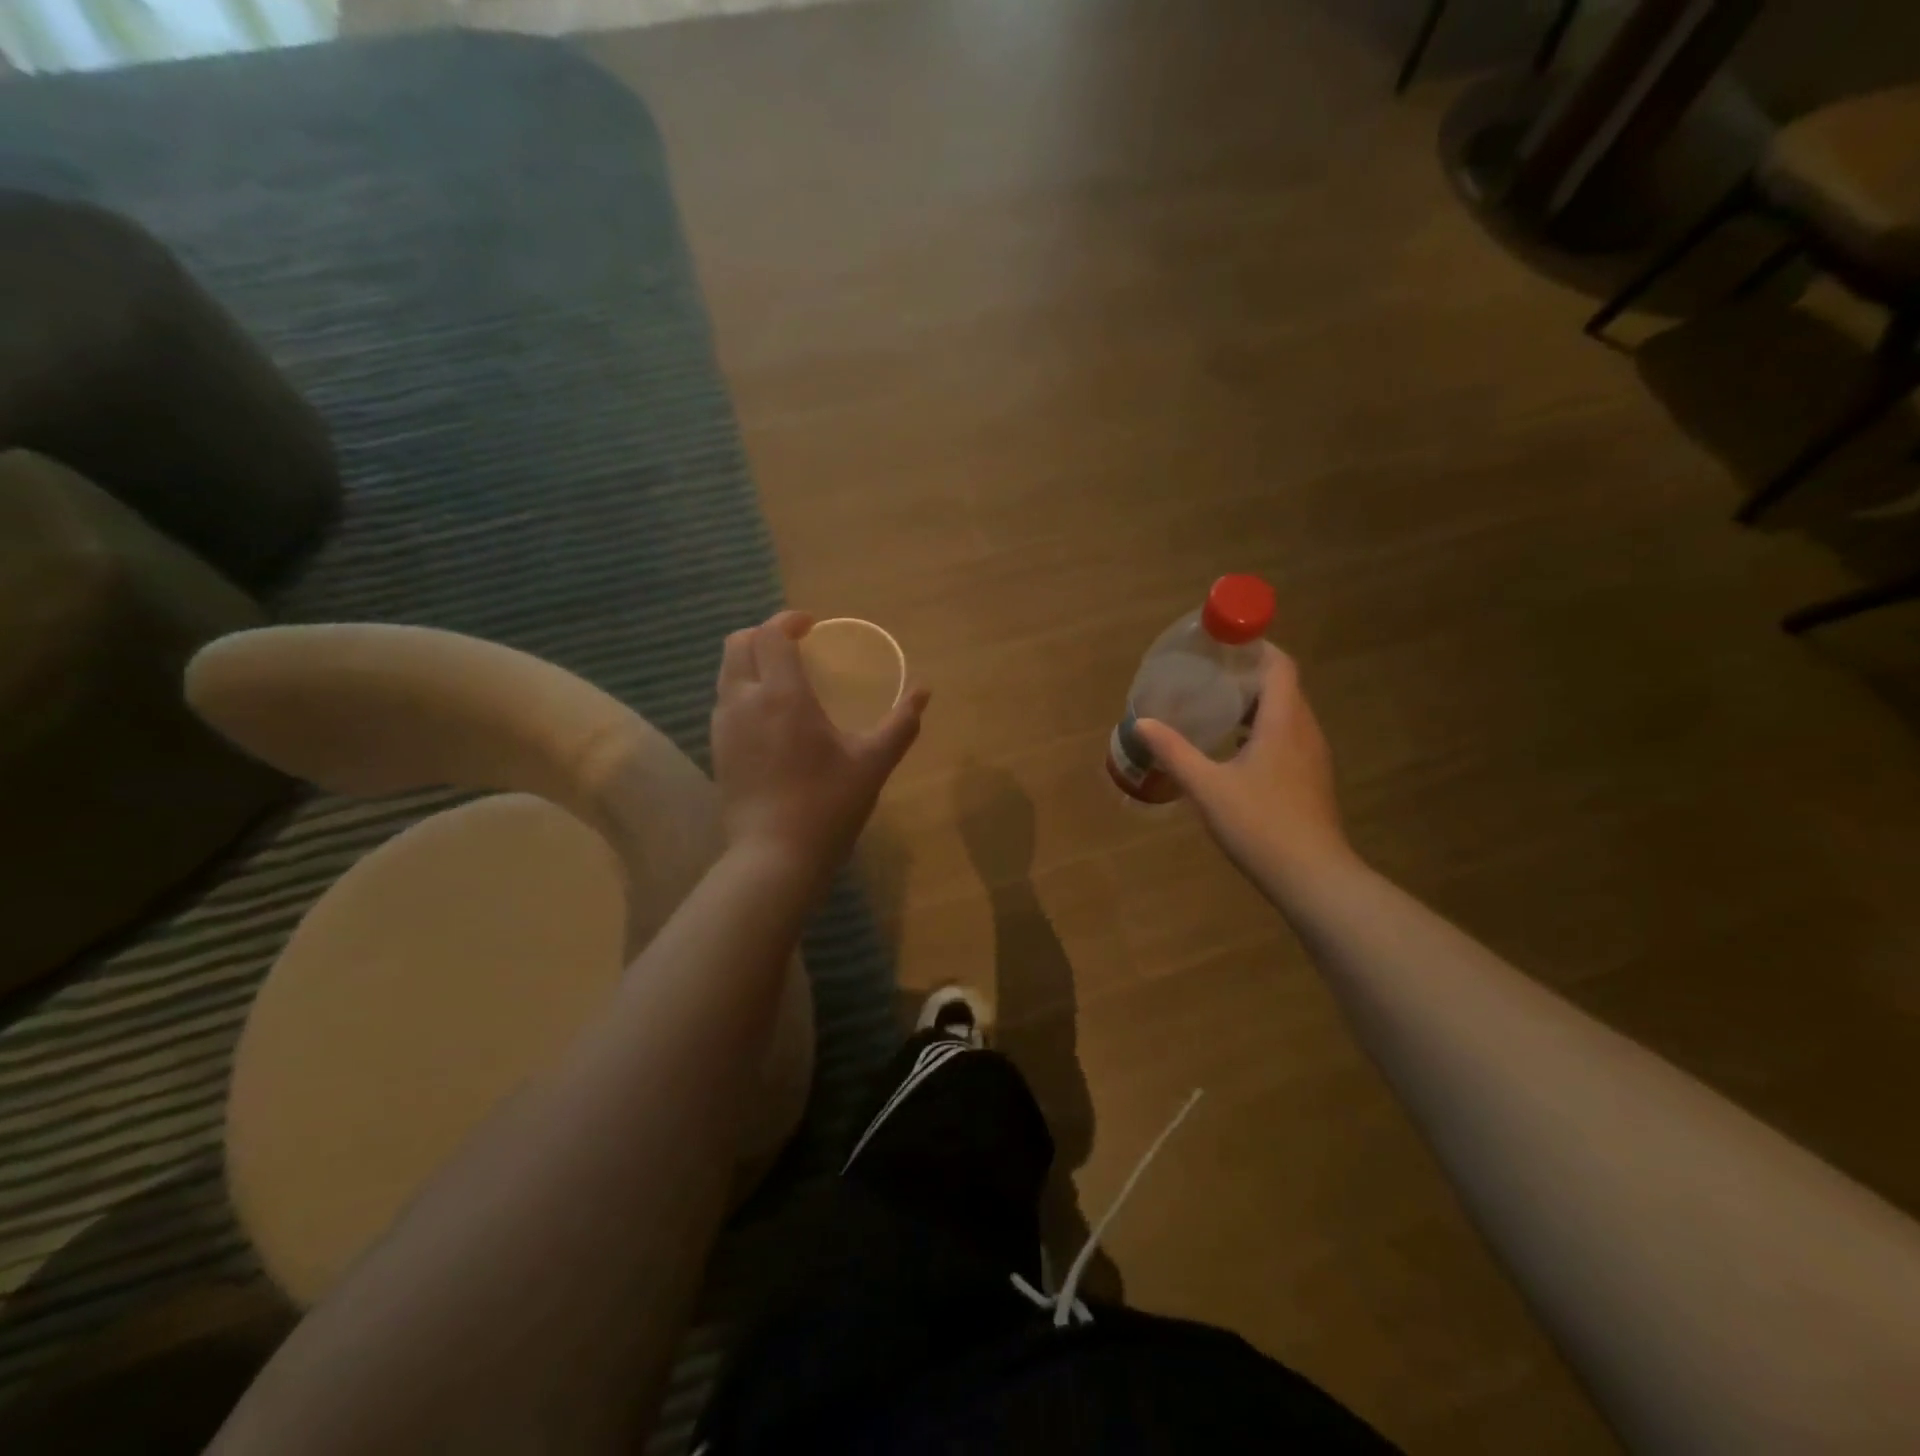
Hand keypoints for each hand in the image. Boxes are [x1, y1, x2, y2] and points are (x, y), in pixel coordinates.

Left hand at [710, 611, 928, 875]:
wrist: (775, 858)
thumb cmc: (828, 806)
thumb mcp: (873, 764)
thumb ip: (901, 724)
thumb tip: (924, 692)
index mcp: (783, 696)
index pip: (771, 635)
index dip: (789, 621)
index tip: (812, 627)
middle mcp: (744, 702)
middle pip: (738, 645)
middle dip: (764, 634)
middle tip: (794, 646)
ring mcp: (724, 727)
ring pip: (726, 673)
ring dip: (751, 662)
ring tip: (782, 679)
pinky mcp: (717, 750)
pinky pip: (725, 702)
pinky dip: (743, 690)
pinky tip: (769, 718)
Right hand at [1134, 645, 1350, 884]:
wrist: (1312, 876)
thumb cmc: (1260, 824)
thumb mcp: (1207, 786)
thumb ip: (1174, 751)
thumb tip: (1141, 723)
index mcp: (1283, 721)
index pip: (1279, 665)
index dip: (1255, 647)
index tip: (1222, 644)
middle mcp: (1304, 730)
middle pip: (1283, 686)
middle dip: (1247, 674)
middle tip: (1207, 674)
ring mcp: (1312, 756)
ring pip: (1286, 713)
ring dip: (1255, 704)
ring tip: (1216, 707)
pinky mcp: (1311, 779)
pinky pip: (1288, 737)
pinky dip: (1262, 729)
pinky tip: (1234, 750)